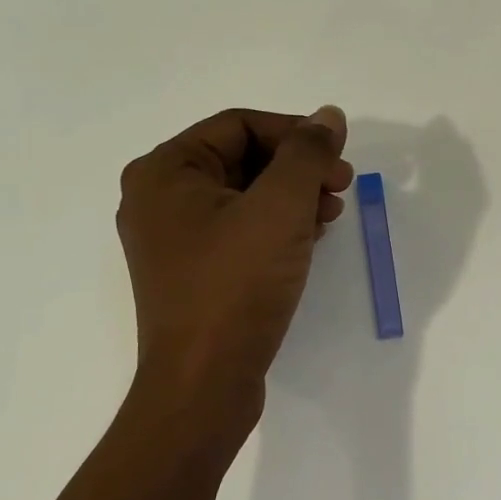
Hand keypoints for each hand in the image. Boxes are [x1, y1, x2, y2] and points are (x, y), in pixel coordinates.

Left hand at [118, 106, 353, 406]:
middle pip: (241, 159)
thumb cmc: (236, 286)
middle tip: (341, 186)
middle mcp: (159, 199)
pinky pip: (239, 231)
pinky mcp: (193, 274)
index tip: (340, 158)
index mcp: (165, 171)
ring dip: (292, 197)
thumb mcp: (280, 208)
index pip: (240, 125)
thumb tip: (328, 115)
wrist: (204, 384)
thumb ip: (307, 154)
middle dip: (297, 168)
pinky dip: (276, 227)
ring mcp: (173, 240)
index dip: (296, 133)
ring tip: (331, 214)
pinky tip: (309, 239)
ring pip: (243, 196)